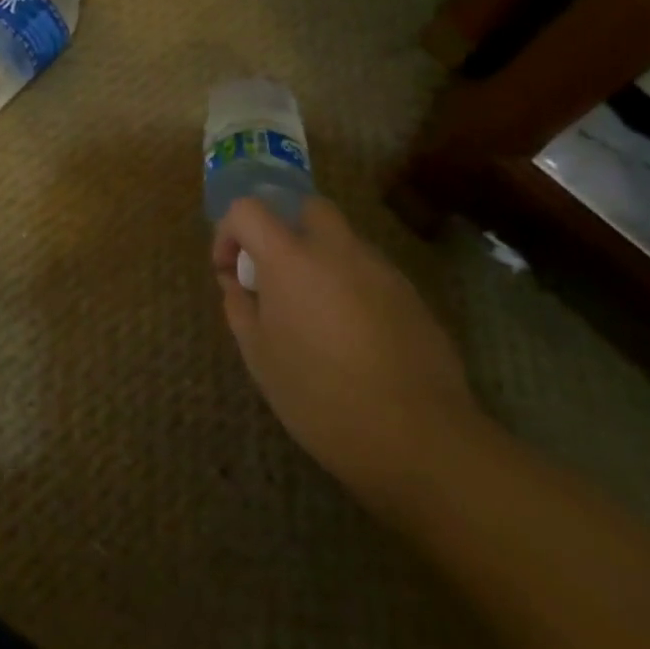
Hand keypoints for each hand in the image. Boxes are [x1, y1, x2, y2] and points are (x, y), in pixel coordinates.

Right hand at [213, 197, 478, 503]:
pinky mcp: (413, 297)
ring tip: (315, 313)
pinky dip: (352, 287)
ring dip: (320, 260)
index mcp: (291, 258)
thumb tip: (236, 284)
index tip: (229, 271)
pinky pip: (371, 274)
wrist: (420, 440)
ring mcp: (381, 270)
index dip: (229, 232)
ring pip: (343, 242)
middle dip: (284, 229)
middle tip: (276, 276)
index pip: (248, 210)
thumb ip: (240, 308)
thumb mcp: (261, 358)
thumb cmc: (322, 397)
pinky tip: (353, 336)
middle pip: (306, 208)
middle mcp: (337, 250)